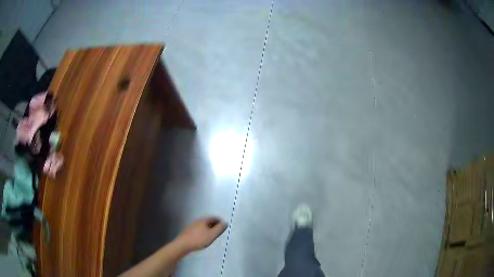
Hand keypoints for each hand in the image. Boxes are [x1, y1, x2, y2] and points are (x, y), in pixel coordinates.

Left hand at [176, 217, 226, 251]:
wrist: (183, 244)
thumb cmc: (199, 239)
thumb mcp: (212, 235)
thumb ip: (219, 228)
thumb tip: (224, 222)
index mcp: (203, 221)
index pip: (213, 218)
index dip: (219, 220)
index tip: (223, 225)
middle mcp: (197, 221)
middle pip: (207, 221)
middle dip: (213, 224)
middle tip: (219, 230)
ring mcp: (191, 226)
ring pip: (202, 225)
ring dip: (207, 228)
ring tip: (211, 234)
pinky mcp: (187, 231)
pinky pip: (198, 229)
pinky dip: (202, 231)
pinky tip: (202, 237)